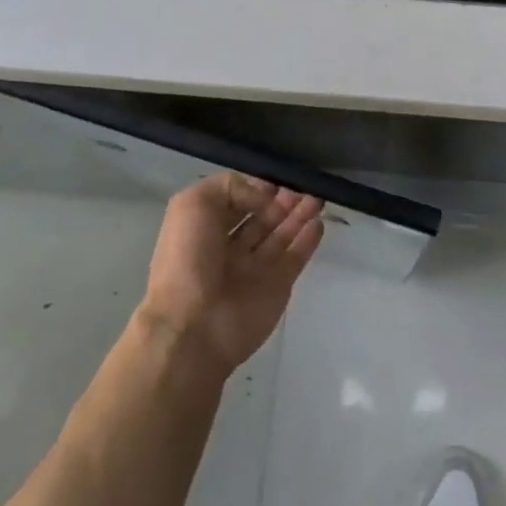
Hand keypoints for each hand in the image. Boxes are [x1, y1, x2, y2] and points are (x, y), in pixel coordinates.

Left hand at [139, 173, 323, 379]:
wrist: (193, 327)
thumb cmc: (188, 259)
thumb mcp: (194, 203)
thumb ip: (232, 187)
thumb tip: (265, 197)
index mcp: (205, 228)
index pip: (237, 200)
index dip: (257, 188)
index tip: (277, 178)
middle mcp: (229, 247)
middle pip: (262, 216)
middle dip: (283, 200)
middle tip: (303, 186)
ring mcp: (255, 268)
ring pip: (281, 234)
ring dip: (299, 214)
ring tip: (317, 198)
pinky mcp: (277, 286)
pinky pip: (295, 258)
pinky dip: (308, 240)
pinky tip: (318, 223)